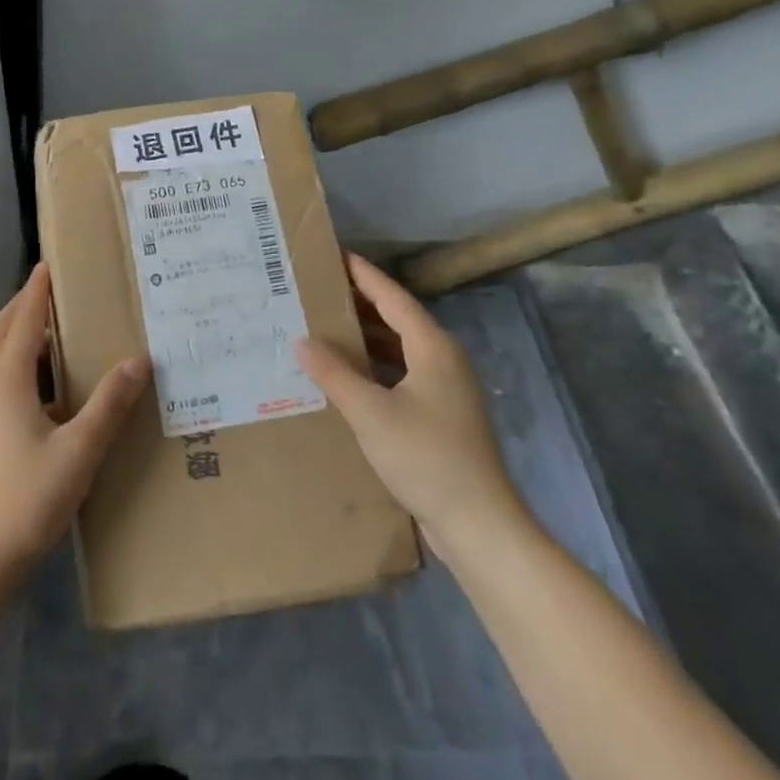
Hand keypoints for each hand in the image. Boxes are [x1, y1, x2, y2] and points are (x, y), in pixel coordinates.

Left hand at [0, 263, 151, 582]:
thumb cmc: (25, 501)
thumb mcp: (79, 452)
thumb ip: (109, 405)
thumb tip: (139, 360)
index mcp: (6, 382)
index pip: (22, 320)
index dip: (36, 291)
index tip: (48, 264)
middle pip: (1, 332)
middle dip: (24, 306)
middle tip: (53, 289)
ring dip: (18, 334)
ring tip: (53, 330)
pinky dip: (17, 364)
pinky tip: (44, 387)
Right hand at [295, 253, 524, 562]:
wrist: (478, 524)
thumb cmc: (425, 457)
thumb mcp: (370, 412)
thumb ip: (334, 373)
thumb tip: (302, 340)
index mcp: (433, 348)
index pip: (394, 297)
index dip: (364, 275)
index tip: (336, 255)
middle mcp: (444, 361)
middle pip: (398, 320)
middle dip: (361, 303)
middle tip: (321, 290)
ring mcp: (446, 391)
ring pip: (400, 349)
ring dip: (366, 338)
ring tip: (326, 327)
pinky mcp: (442, 417)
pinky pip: (402, 375)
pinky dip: (375, 367)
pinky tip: (348, 377)